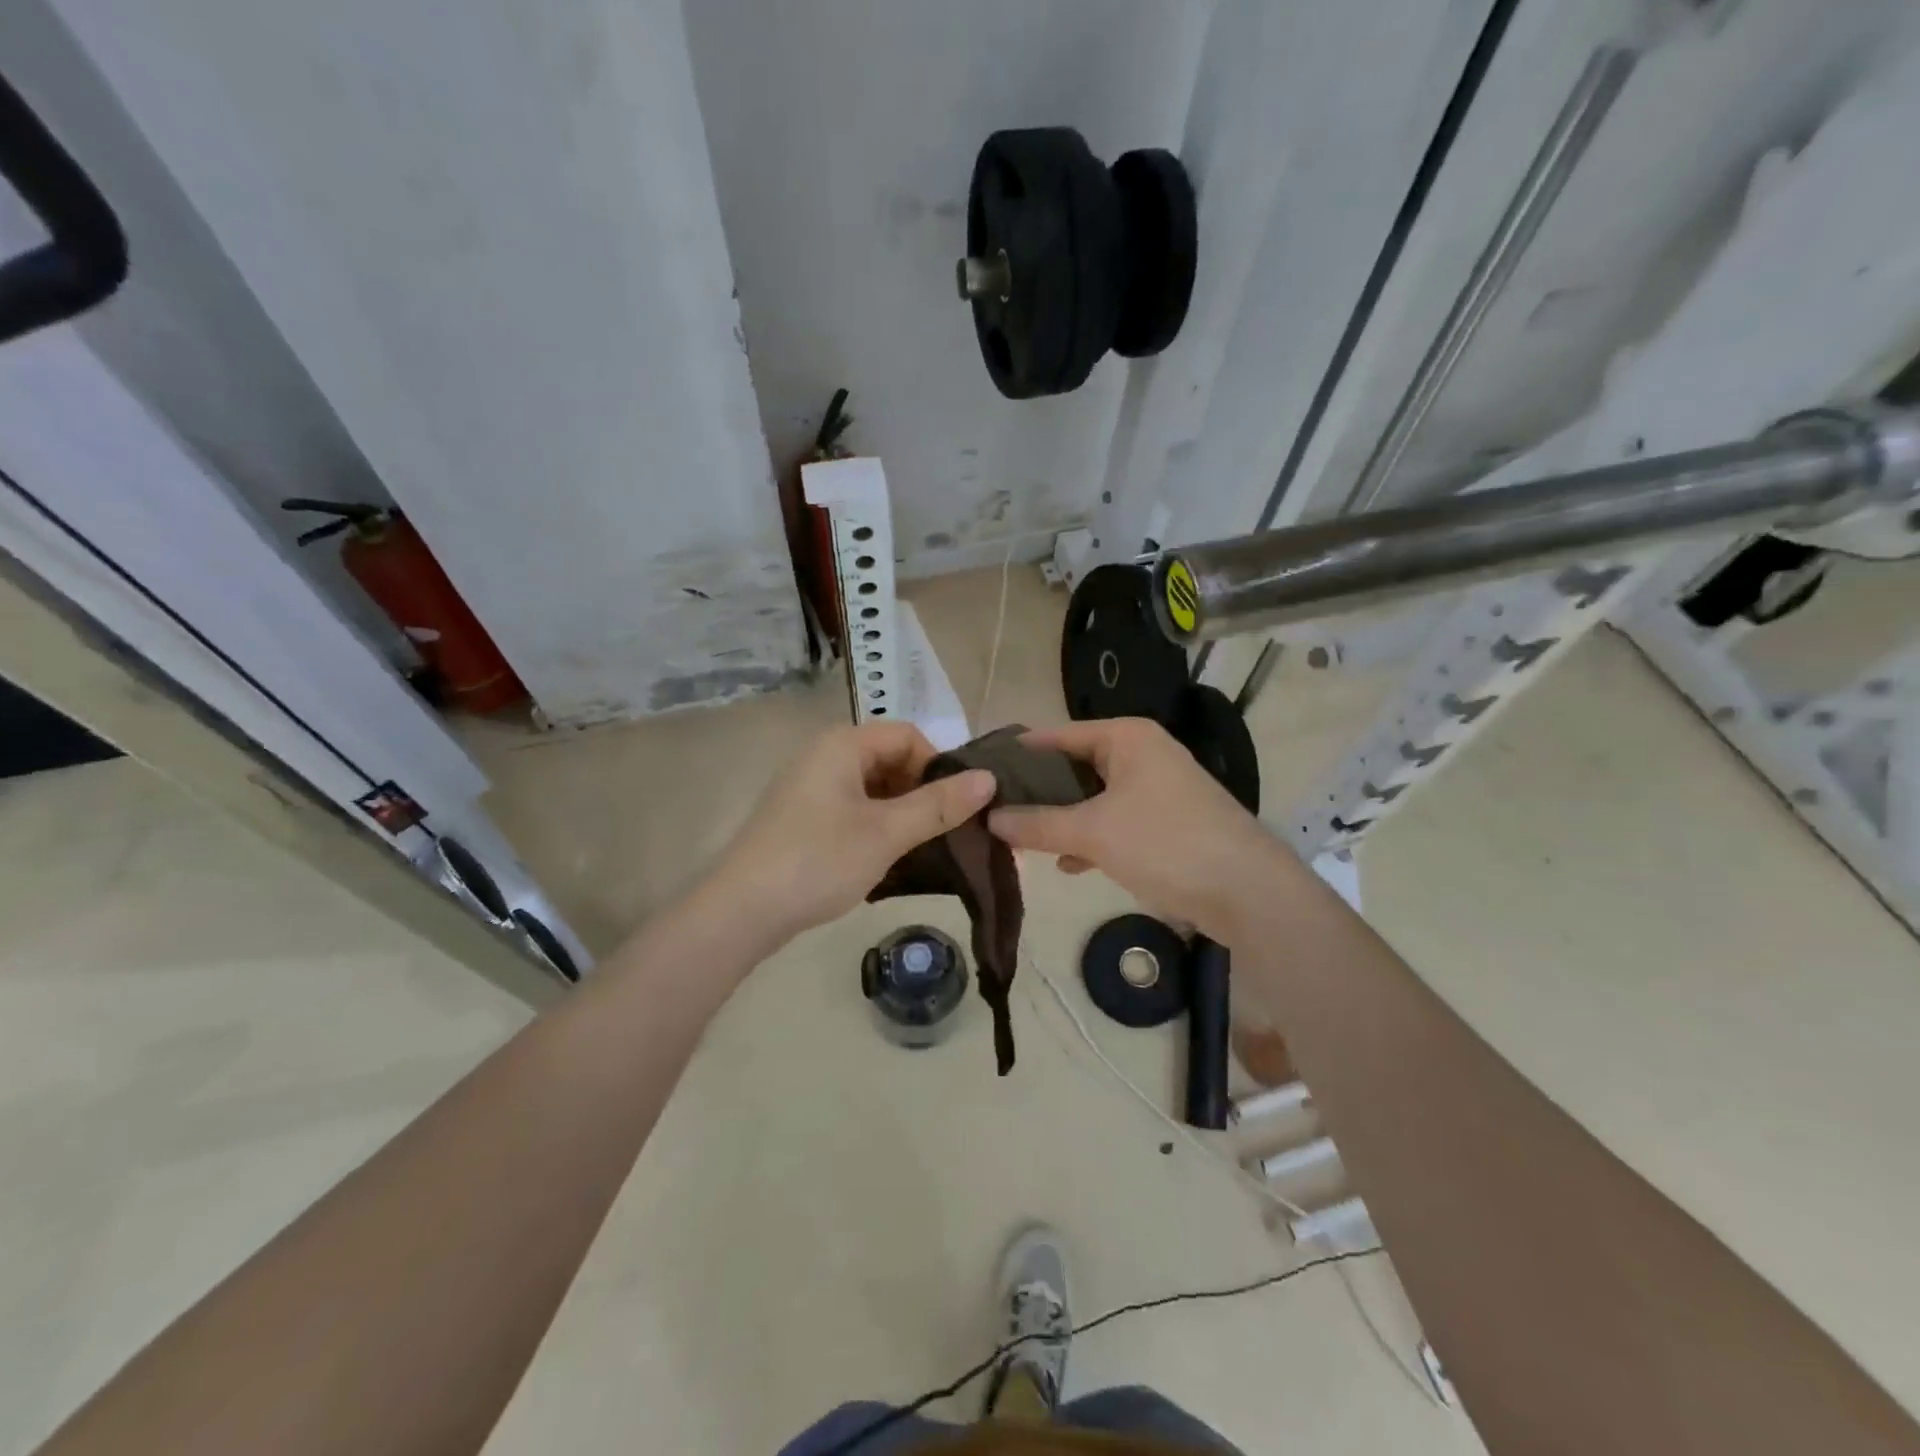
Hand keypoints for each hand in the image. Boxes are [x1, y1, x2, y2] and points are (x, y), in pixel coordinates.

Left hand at [706, 722, 995, 944]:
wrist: (741, 912)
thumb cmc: (818, 860)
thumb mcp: (887, 832)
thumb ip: (939, 804)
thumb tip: (989, 778)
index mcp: (843, 744)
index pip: (908, 736)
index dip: (939, 765)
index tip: (955, 807)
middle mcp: (824, 756)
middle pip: (891, 760)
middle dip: (922, 793)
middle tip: (944, 833)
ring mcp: (810, 789)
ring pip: (874, 789)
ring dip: (902, 814)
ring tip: (921, 851)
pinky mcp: (803, 819)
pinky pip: (853, 810)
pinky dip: (877, 828)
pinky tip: (888, 861)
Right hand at [987, 718, 1289, 940]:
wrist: (1247, 892)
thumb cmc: (1165, 843)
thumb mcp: (1092, 831)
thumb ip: (1037, 823)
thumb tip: (989, 818)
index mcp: (1127, 738)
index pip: (1057, 736)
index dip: (1019, 755)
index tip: (980, 775)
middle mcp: (1142, 754)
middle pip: (1075, 767)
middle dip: (1038, 793)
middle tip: (995, 812)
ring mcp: (1157, 789)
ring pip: (1093, 798)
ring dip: (1061, 819)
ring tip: (1019, 839)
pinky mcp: (1166, 824)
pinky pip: (1114, 822)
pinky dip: (1090, 838)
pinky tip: (1066, 863)